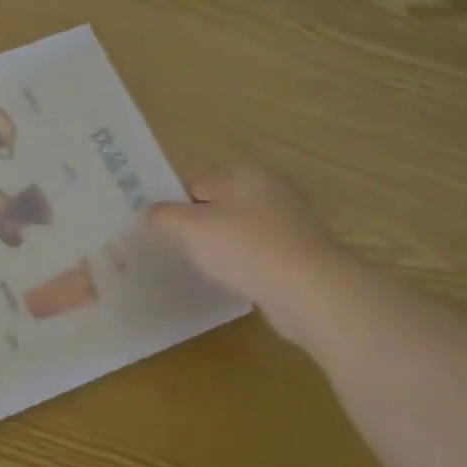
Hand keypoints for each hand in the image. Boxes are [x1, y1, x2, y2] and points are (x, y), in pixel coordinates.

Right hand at [148, 166, 358, 344]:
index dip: (177, 209)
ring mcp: (293, 222)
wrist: (314, 292)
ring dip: (226, 248)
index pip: (195, 184)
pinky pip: (262, 253)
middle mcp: (271, 189)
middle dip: (201, 228)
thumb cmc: (246, 249)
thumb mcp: (189, 229)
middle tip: (184, 253)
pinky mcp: (305, 252)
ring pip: (241, 231)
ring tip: (211, 271)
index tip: (166, 235)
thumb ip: (163, 217)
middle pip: (220, 206)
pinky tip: (240, 283)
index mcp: (244, 174)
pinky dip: (249, 265)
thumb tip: (152, 214)